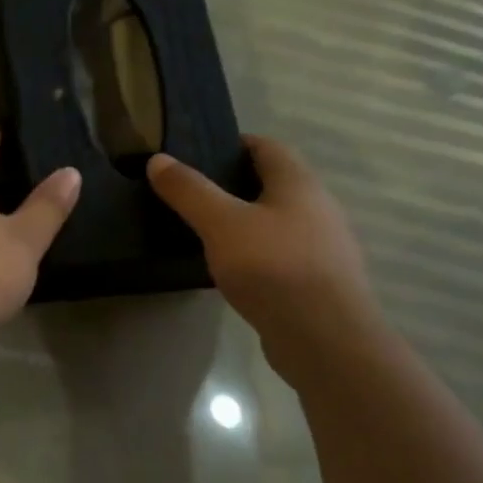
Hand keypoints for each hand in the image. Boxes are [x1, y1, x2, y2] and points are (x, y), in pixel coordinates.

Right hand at [147, 136, 382, 381]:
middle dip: (235, 183)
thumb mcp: (221, 223)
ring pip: (277, 221)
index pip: (266, 146)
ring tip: (204, 230)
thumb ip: (189, 191)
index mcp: (299, 183)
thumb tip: (158, 159)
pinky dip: (255, 253)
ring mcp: (322, 247)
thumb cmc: (274, 267)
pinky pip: (280, 254)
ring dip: (245, 220)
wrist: (324, 338)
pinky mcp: (317, 281)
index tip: (196, 153)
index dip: (233, 144)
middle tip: (191, 193)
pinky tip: (230, 268)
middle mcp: (318, 208)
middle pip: (273, 183)